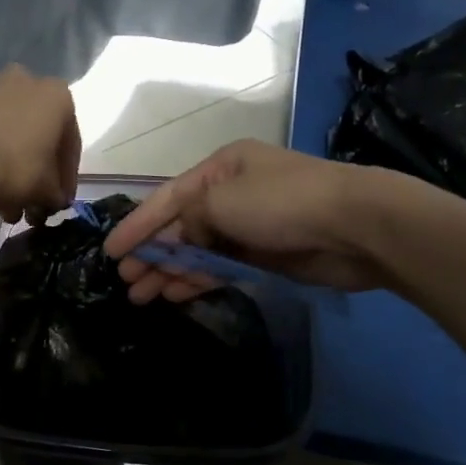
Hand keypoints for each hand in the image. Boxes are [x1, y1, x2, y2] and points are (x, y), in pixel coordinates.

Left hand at [0, 66, 80, 221]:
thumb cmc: (14, 168)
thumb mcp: (47, 191)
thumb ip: (57, 195)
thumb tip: (53, 200)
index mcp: (58, 96)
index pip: (71, 144)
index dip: (67, 179)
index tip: (60, 203)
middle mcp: (27, 82)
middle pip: (40, 138)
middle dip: (39, 176)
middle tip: (35, 208)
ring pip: (13, 138)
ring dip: (16, 172)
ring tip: (10, 210)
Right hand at [102, 140, 391, 303]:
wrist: (355, 226)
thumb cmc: (284, 202)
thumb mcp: (224, 199)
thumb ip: (191, 219)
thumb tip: (183, 239)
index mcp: (221, 168)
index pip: (167, 198)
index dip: (136, 225)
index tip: (110, 251)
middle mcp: (232, 193)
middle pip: (181, 226)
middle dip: (152, 253)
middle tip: (126, 281)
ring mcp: (250, 226)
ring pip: (199, 250)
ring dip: (171, 270)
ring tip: (142, 295)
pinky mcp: (266, 255)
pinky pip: (221, 267)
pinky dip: (198, 278)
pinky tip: (176, 293)